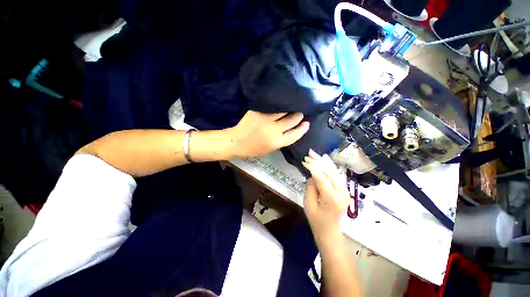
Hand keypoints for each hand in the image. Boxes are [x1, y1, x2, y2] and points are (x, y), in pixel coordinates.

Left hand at [228, 110, 309, 157]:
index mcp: (277, 142)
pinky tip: (280, 103)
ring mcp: (265, 119)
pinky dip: (278, 106)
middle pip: (292, 120)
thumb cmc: (253, 149)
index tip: (307, 123)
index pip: (295, 134)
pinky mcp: (258, 112)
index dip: (303, 129)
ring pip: (283, 110)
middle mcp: (273, 130)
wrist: (236, 141)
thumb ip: (281, 140)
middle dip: (298, 116)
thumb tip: (291, 129)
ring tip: (292, 106)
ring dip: (289, 108)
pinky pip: (272, 107)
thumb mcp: (270, 149)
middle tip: (300, 112)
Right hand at [303, 149, 349, 239]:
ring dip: (323, 162)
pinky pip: (336, 175)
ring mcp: (345, 191)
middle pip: (330, 172)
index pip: (322, 178)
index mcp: (332, 199)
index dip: (313, 167)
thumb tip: (312, 175)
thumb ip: (310, 187)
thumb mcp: (308, 204)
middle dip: (318, 161)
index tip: (305, 160)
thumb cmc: (316, 220)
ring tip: (314, 154)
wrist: (329, 231)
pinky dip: (329, 166)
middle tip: (308, 153)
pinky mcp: (344, 189)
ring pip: (334, 171)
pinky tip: (324, 159)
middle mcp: (342, 193)